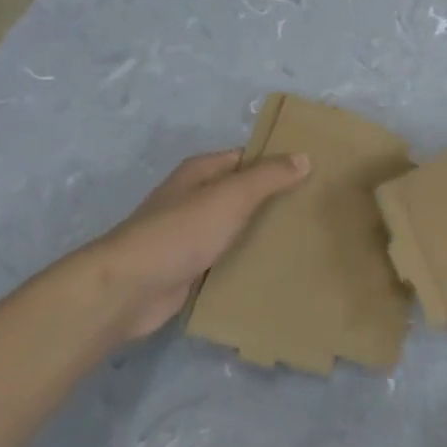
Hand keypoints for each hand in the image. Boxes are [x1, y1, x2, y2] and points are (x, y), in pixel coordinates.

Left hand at [87, 149, 310, 343]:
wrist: (130, 289)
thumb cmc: (181, 232)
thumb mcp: (231, 196)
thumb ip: (268, 177)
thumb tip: (304, 158)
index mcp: (201, 172)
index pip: (248, 158)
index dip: (278, 163)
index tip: (314, 173)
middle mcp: (195, 198)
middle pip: (243, 193)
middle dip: (275, 199)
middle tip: (316, 208)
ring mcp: (191, 234)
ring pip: (237, 227)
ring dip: (263, 232)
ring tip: (305, 238)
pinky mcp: (191, 267)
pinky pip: (227, 257)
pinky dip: (248, 260)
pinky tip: (276, 267)